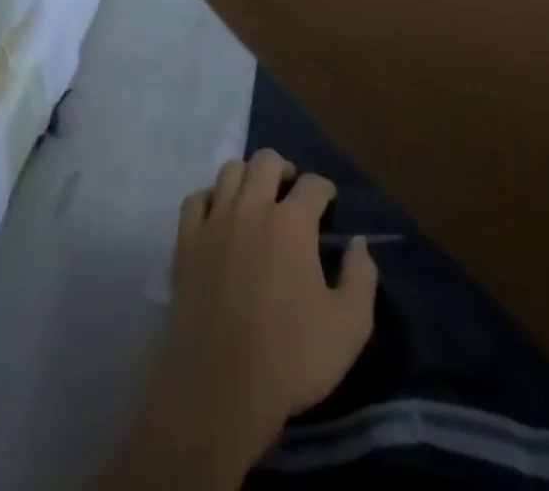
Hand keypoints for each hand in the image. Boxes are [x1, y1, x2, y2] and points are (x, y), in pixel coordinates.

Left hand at [156, 151, 377, 471]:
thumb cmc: (291, 358)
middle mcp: (252, 207)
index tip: (329, 203)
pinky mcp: (187, 241)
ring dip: (247, 177)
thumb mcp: (349, 327)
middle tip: (291, 192)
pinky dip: (210, 199)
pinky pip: (196, 199)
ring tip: (257, 198)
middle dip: (284, 169)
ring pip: (229, 171)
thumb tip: (360, 243)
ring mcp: (215, 221)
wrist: (221, 388)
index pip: (313, 184)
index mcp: (292, 222)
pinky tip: (219, 216)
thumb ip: (361, 277)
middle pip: (266, 161)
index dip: (325, 189)